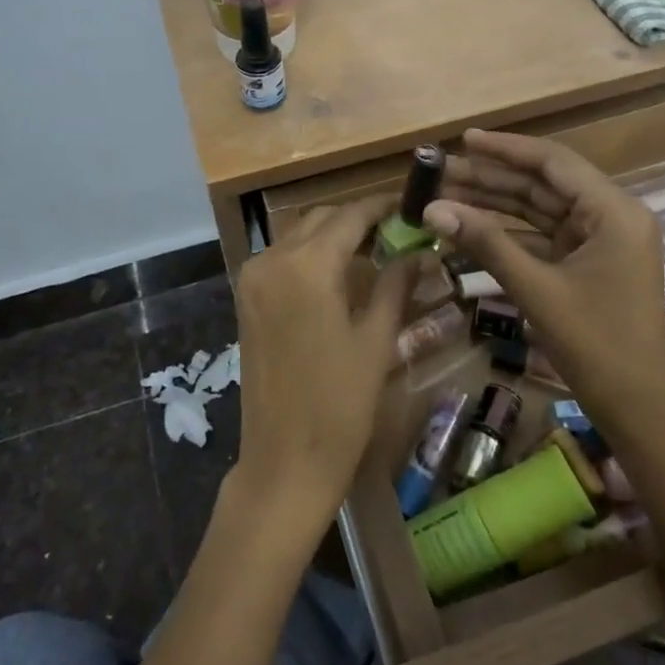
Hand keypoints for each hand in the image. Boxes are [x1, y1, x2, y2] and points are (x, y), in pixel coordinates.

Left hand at [231, 195, 418, 531]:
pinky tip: (340, 272)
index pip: (350, 216)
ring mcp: (253, 278)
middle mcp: (272, 260)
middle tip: (398, 230)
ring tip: (375, 250)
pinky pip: (283, 258)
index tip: (411, 203)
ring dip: (334, 235)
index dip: (382, 206)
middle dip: (358, 219)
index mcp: (307, 266)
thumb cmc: (340, 405)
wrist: (284, 461)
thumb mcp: (376, 340)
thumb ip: (395, 284)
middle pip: (321, 219)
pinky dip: (311, 254)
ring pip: (299, 235)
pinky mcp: (246, 298)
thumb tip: (418, 250)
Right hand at [424, 130, 664, 428]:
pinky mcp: (588, 263)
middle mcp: (612, 216)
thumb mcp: (536, 289)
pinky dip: (509, 231)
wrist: (638, 409)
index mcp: (614, 211)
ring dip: (496, 203)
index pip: (554, 163)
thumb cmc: (595, 345)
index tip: (463, 140)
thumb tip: (432, 209)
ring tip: (446, 194)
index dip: (506, 149)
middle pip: (544, 184)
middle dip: (492, 178)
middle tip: (441, 172)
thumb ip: (485, 243)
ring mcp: (601, 241)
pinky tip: (471, 226)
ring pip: (541, 209)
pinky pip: (544, 235)